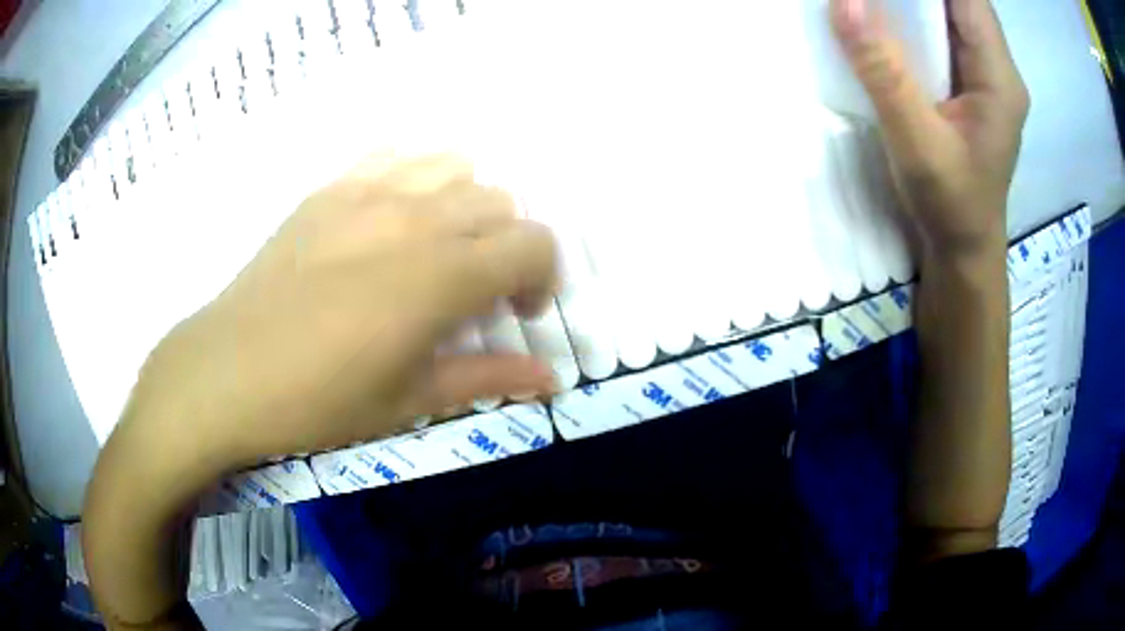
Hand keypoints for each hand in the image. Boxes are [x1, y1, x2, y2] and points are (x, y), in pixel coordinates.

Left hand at [122, 153, 558, 476]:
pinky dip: (414, 176)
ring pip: (454, 166)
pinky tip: (393, 215)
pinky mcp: (330, 188)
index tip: (517, 312)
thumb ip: (488, 378)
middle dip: (506, 245)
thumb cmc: (319, 401)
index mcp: (442, 276)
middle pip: (499, 202)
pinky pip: (394, 155)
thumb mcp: (410, 402)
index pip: (533, 244)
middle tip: (476, 290)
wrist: (228, 373)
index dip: (542, 276)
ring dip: (465, 205)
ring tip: (437, 247)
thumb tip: (550, 376)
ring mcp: (368, 192)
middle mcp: (416, 217)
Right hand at [831, 0, 1028, 263]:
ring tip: (878, 3)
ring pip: (952, 13)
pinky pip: (945, 34)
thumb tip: (845, 2)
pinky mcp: (972, 86)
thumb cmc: (951, 205)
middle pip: (961, 0)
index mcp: (999, 77)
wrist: (965, 249)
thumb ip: (883, 71)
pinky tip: (891, 21)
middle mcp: (998, 68)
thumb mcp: (916, 142)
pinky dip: (917, 18)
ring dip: (915, 0)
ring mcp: (987, 76)